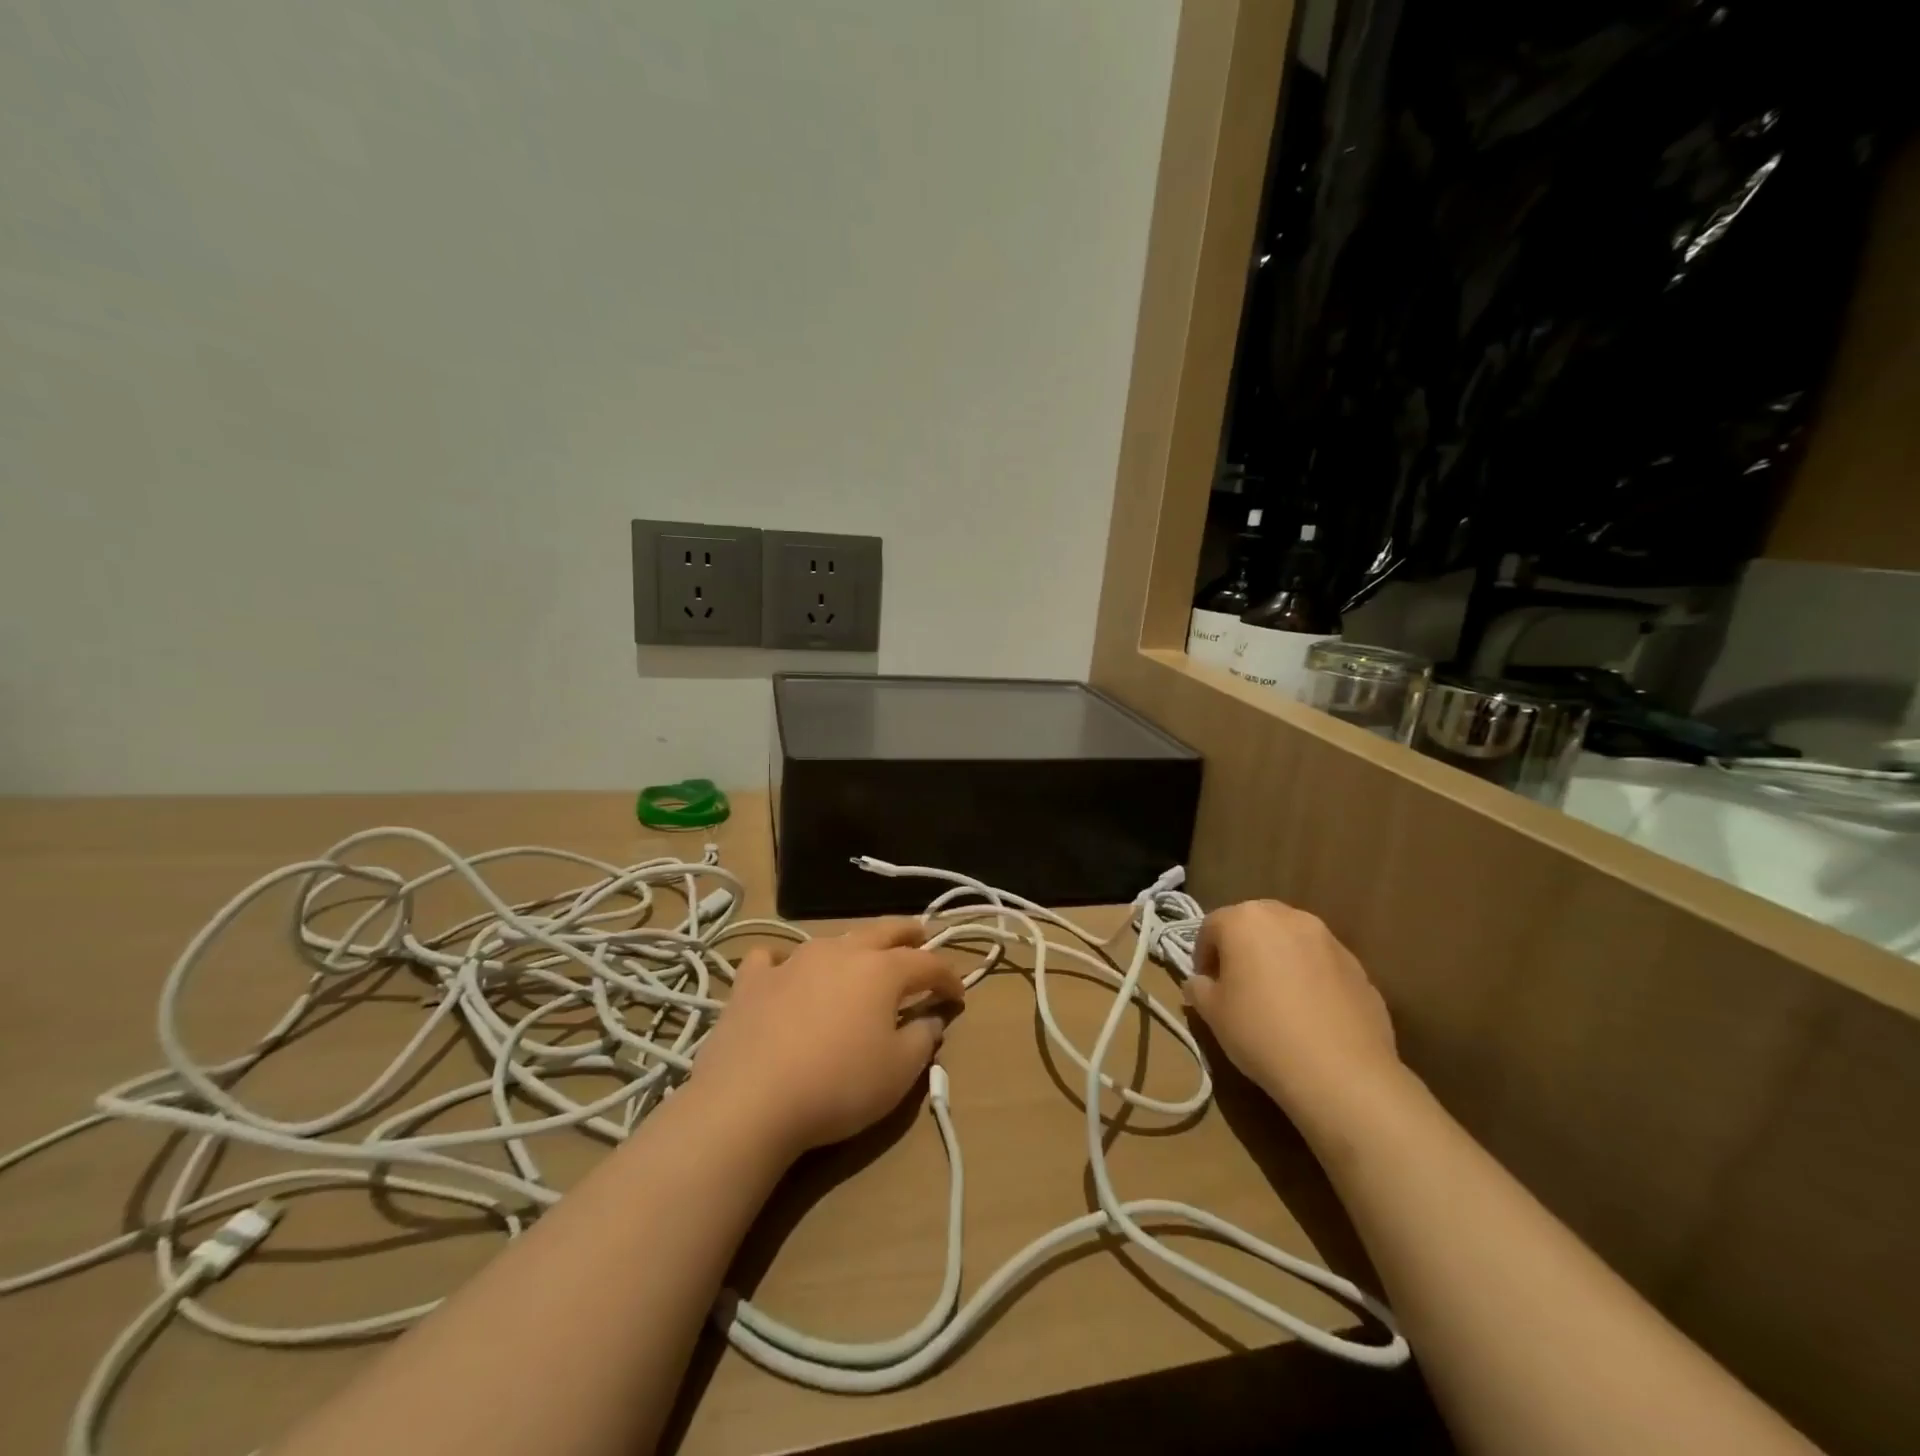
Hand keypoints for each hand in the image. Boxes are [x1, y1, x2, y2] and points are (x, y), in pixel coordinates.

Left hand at [690, 918, 964, 1157]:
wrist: (750, 1100)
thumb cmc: (838, 1086)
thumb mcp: (898, 1073)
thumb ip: (922, 1039)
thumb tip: (931, 1019)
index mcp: (881, 971)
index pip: (927, 964)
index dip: (948, 977)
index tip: (958, 993)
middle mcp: (841, 952)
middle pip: (883, 931)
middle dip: (907, 933)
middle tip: (921, 935)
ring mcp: (793, 961)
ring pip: (832, 939)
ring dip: (853, 945)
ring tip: (859, 957)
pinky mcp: (752, 981)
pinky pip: (772, 958)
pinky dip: (784, 961)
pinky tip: (783, 972)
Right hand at [1187, 900, 1400, 1127]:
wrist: (1340, 1073)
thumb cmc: (1261, 1032)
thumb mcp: (1212, 1013)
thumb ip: (1199, 987)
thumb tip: (1201, 982)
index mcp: (1246, 919)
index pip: (1211, 926)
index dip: (1203, 955)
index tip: (1205, 985)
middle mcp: (1289, 917)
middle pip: (1255, 924)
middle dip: (1242, 949)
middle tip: (1237, 985)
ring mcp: (1329, 940)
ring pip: (1292, 942)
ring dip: (1278, 960)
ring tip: (1276, 999)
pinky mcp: (1359, 968)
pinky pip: (1322, 965)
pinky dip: (1310, 978)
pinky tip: (1309, 1014)